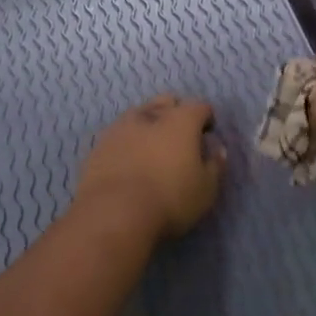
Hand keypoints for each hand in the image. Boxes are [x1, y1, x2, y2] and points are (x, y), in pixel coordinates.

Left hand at [75, 95, 225, 239]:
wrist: (114, 214)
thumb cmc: (170, 199)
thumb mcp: (206, 189)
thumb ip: (215, 165)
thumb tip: (216, 149)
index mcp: (180, 120)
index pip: (200, 107)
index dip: (207, 119)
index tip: (207, 136)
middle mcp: (149, 115)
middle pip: (166, 102)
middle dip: (176, 113)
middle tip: (180, 138)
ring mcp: (119, 128)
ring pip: (138, 115)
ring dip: (148, 125)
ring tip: (151, 148)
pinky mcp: (98, 146)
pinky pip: (118, 136)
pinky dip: (127, 143)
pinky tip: (128, 162)